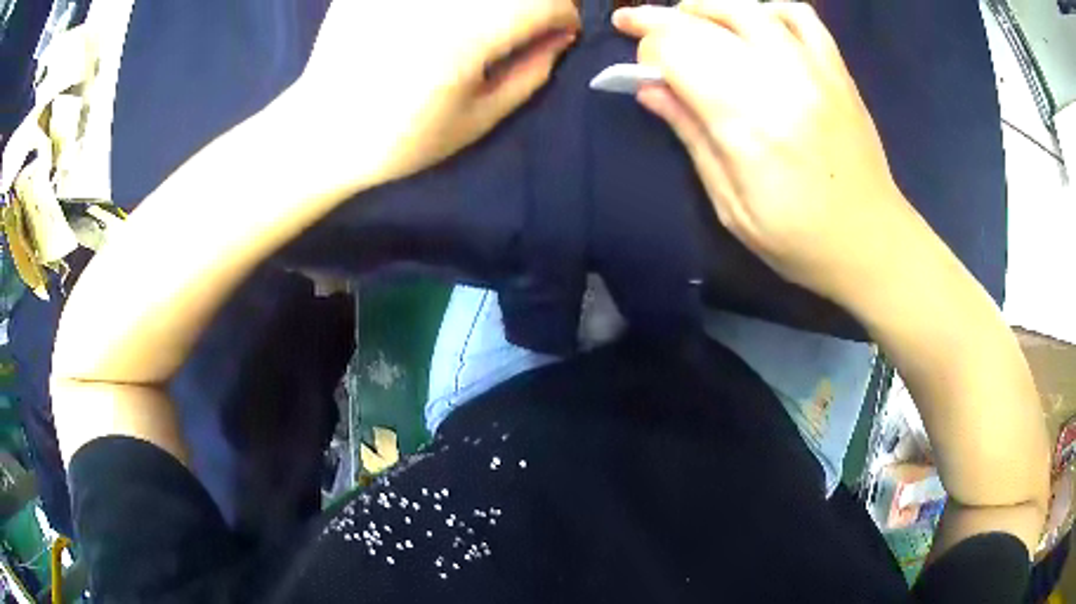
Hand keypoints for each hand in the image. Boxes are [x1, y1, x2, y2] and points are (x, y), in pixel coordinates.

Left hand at [293, 0, 579, 190]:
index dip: (565, 15)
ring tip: (485, 23)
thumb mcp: (477, 120)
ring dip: (496, 2)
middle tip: (533, 19)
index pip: (545, 3)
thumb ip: (529, 74)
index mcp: (467, 37)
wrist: (321, 132)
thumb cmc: (400, 139)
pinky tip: (436, 23)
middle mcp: (437, 2)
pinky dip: (451, 7)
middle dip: (539, 1)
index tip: (561, 30)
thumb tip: (559, 39)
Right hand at [613, 0, 916, 302]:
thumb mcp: (732, 206)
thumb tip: (648, 89)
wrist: (872, 242)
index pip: (678, 53)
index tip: (639, 70)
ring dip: (706, 7)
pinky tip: (754, 24)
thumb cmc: (799, 240)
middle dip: (659, 21)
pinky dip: (767, 9)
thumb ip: (691, 138)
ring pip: (747, 8)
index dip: (647, 51)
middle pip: (704, 24)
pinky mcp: (837, 70)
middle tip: (637, 24)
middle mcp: (779, 82)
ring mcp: (814, 69)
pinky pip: (800, 15)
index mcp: (747, 125)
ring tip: (688, 19)